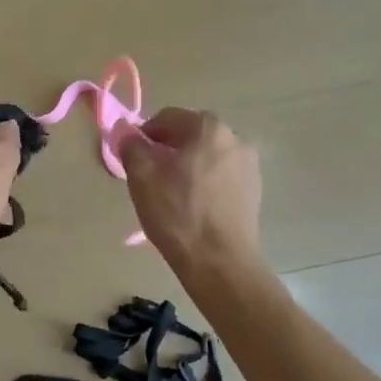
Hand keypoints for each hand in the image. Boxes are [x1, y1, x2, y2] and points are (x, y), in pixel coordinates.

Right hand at [115, 107, 261, 273]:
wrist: (221, 263)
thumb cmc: (178, 214)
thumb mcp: (142, 176)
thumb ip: (131, 145)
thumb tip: (126, 131)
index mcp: (208, 127)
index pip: (167, 117)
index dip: (145, 135)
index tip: (133, 158)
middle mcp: (234, 138)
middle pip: (190, 134)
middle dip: (167, 149)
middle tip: (150, 176)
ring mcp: (249, 164)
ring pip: (207, 154)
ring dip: (187, 164)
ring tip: (172, 193)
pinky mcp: (255, 189)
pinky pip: (222, 174)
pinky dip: (205, 181)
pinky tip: (194, 205)